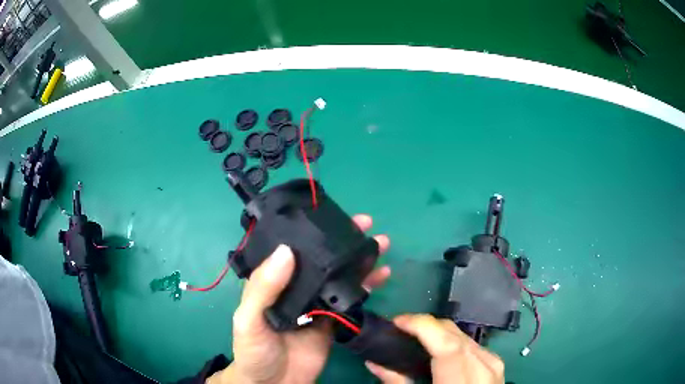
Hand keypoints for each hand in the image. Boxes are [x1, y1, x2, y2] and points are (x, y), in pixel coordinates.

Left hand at [208, 214, 390, 383]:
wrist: (274, 383)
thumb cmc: (254, 349)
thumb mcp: (248, 318)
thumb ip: (264, 288)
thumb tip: (287, 251)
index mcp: (274, 281)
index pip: (292, 248)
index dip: (311, 230)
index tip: (333, 214)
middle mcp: (296, 287)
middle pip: (321, 259)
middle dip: (343, 241)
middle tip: (366, 223)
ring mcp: (317, 304)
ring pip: (340, 276)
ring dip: (360, 260)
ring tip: (381, 244)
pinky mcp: (333, 321)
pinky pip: (351, 299)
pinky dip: (367, 286)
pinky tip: (381, 277)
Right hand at [366, 314, 504, 383]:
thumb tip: (374, 362)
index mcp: (462, 382)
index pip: (447, 345)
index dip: (423, 326)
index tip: (397, 321)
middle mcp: (483, 367)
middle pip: (453, 334)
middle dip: (426, 326)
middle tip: (401, 330)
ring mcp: (493, 362)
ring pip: (462, 335)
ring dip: (439, 333)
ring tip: (417, 339)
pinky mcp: (495, 362)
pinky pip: (471, 343)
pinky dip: (452, 341)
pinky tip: (440, 351)